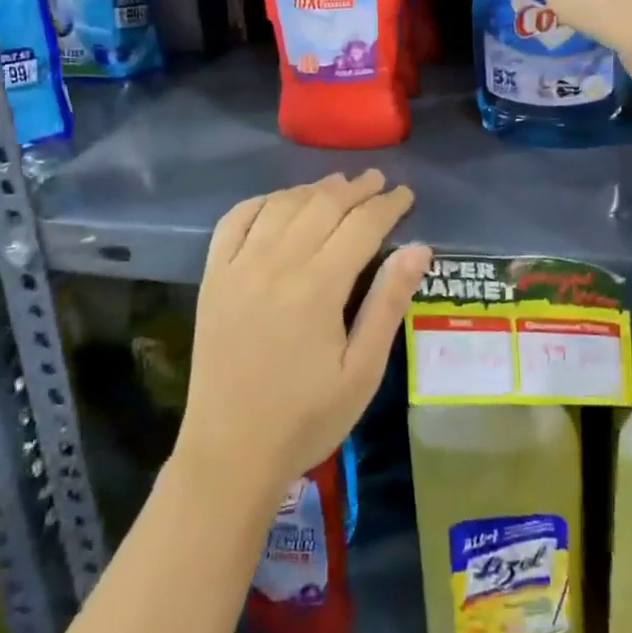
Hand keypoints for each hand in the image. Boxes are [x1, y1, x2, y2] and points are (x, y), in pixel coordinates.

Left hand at [178, 171, 432, 500]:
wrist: (230, 451)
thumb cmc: (306, 418)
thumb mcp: (362, 371)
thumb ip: (388, 304)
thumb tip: (419, 248)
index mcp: (318, 287)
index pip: (361, 226)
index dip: (387, 205)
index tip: (405, 194)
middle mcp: (276, 263)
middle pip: (321, 206)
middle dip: (355, 189)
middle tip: (378, 180)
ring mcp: (238, 266)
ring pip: (281, 206)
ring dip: (313, 189)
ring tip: (337, 184)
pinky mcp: (212, 277)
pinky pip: (234, 221)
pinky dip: (260, 202)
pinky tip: (277, 201)